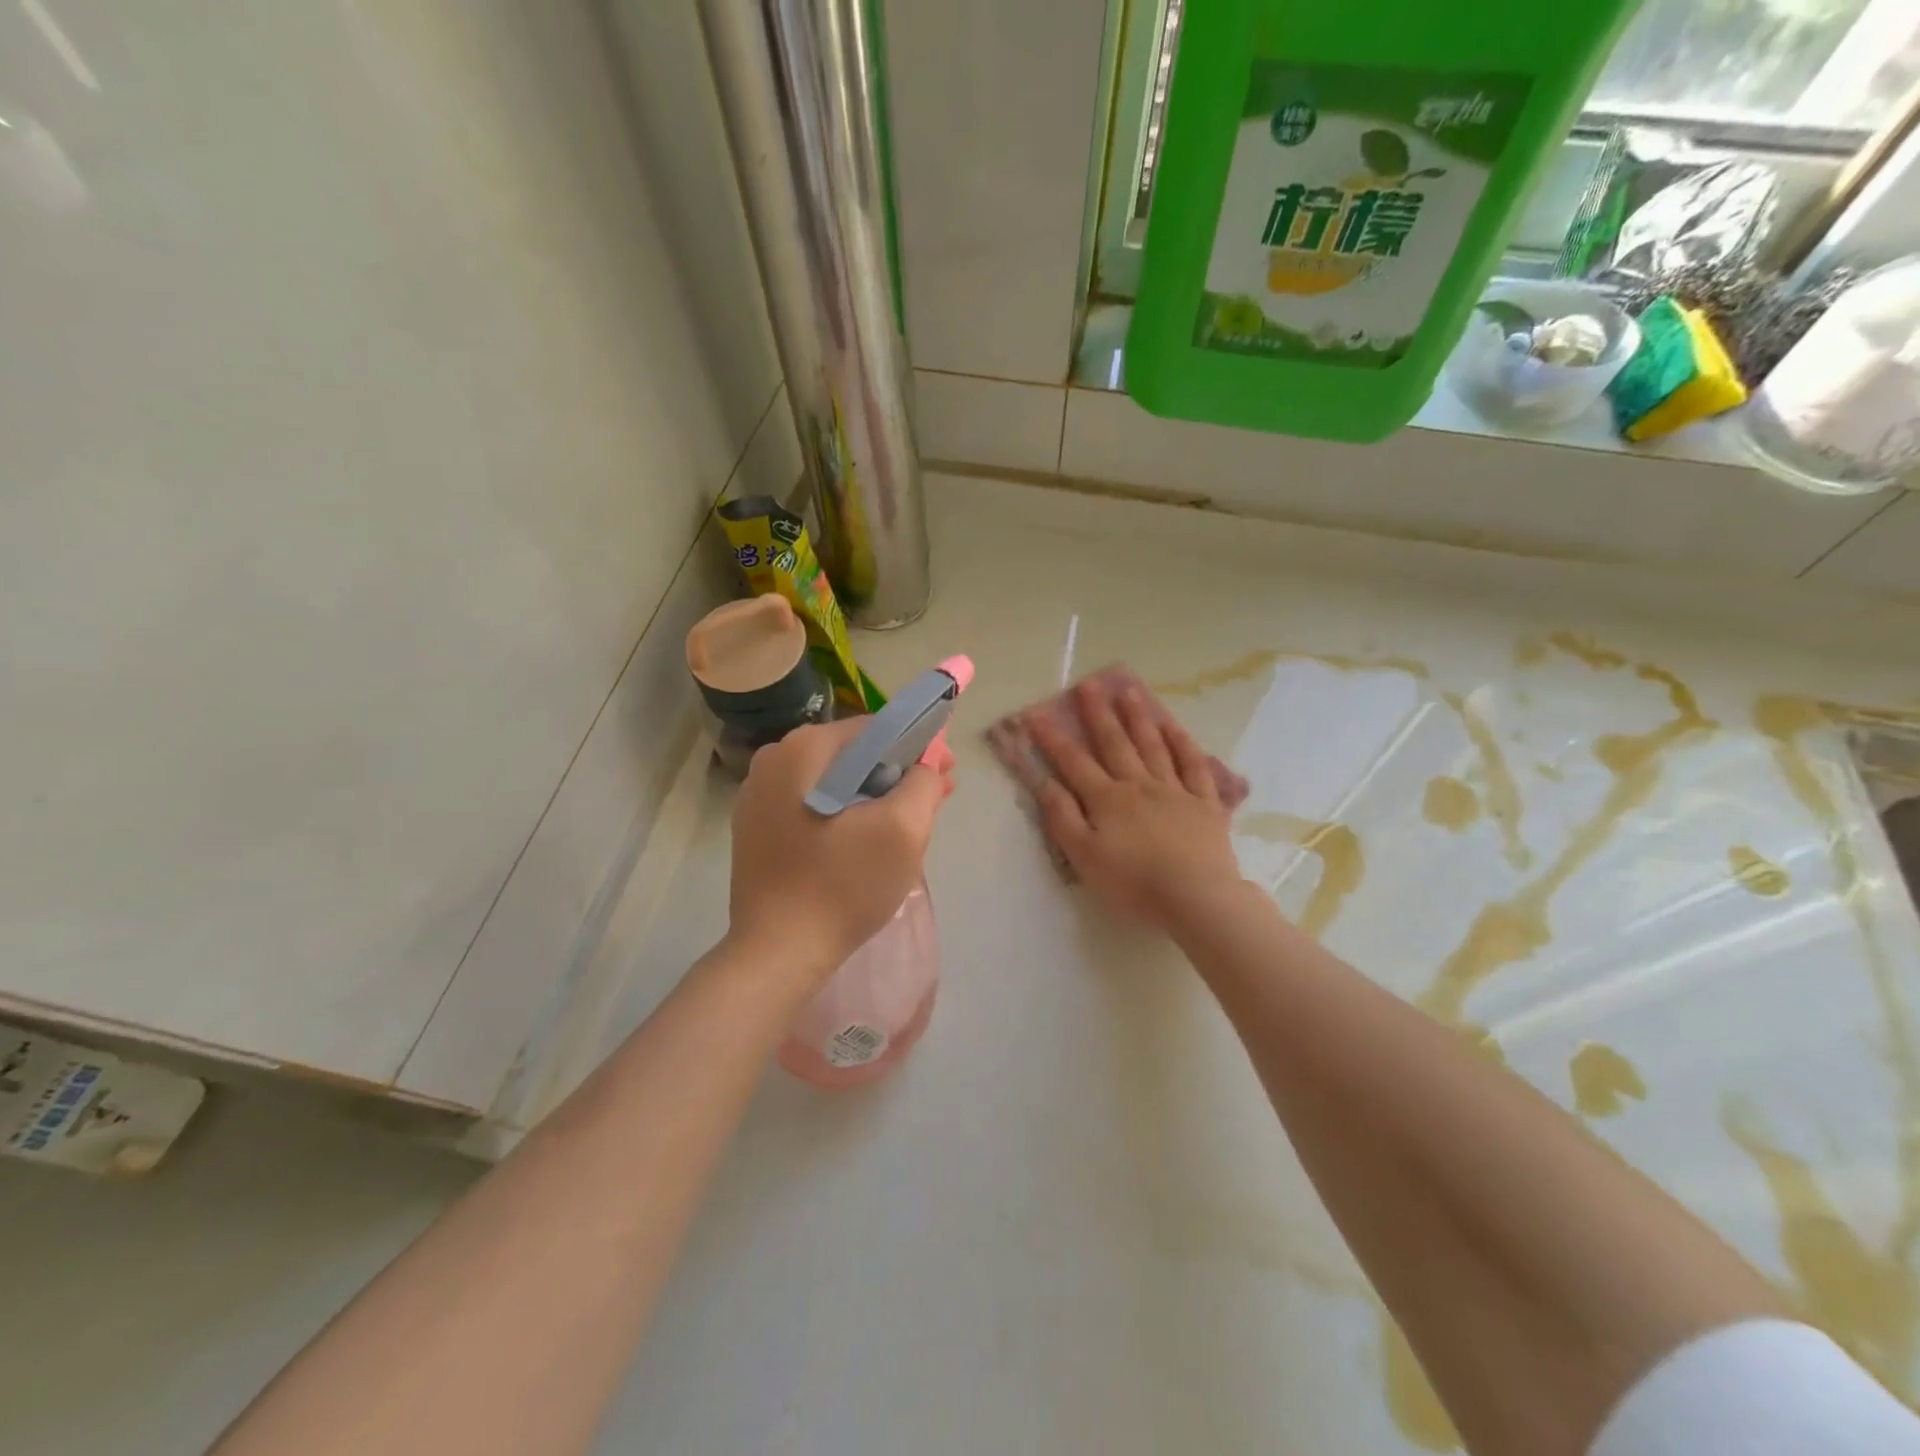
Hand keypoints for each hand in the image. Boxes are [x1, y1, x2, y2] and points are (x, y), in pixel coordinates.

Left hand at [727, 717, 950, 983]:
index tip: (945, 777)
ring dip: (871, 795)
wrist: (778, 953)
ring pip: (833, 780)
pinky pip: (811, 804)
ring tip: (902, 827)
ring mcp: (757, 793)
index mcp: (804, 748)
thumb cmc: (843, 886)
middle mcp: (774, 758)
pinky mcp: (754, 826)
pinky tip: (862, 843)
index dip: (919, 748)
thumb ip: (924, 783)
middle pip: (853, 754)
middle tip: (930, 804)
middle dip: (896, 774)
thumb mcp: (903, 830)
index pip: (877, 729)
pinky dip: (842, 813)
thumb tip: (926, 766)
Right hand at [1029, 677, 1242, 933]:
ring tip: (1128, 691)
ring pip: (1153, 746)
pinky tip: (1174, 726)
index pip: (1073, 762)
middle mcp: (1138, 785)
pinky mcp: (1205, 803)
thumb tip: (1044, 781)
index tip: (1036, 713)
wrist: (1196, 898)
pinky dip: (1183, 743)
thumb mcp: (1084, 856)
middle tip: (1088, 685)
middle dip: (1098, 714)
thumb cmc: (1132, 883)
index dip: (1052, 738)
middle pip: (1115, 743)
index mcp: (1106, 799)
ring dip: (1138, 718)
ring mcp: (1174, 790)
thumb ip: (1063, 817)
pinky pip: (1193, 765)